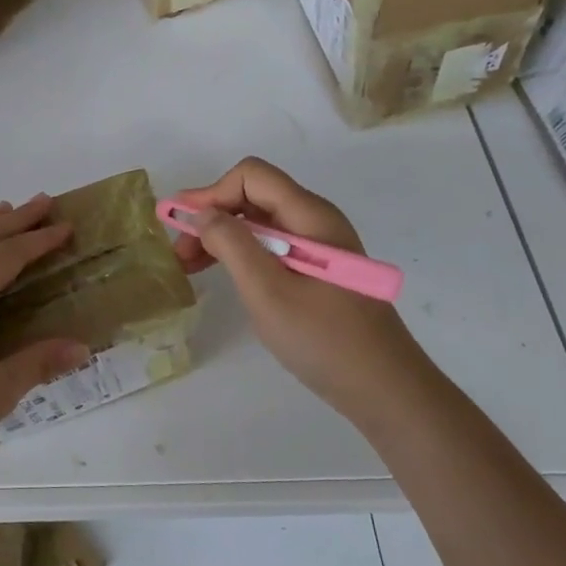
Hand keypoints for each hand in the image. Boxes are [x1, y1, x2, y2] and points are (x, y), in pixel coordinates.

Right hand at [171, 157, 423, 416]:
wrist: (384, 389)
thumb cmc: (324, 339)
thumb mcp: (267, 291)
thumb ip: (232, 244)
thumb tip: (201, 212)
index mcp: (310, 216)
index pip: (251, 176)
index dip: (211, 193)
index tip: (182, 225)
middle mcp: (316, 220)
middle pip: (253, 196)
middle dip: (211, 216)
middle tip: (181, 253)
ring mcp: (319, 245)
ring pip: (259, 222)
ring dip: (221, 236)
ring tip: (191, 266)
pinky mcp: (318, 269)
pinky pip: (271, 245)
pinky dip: (240, 253)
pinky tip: (224, 276)